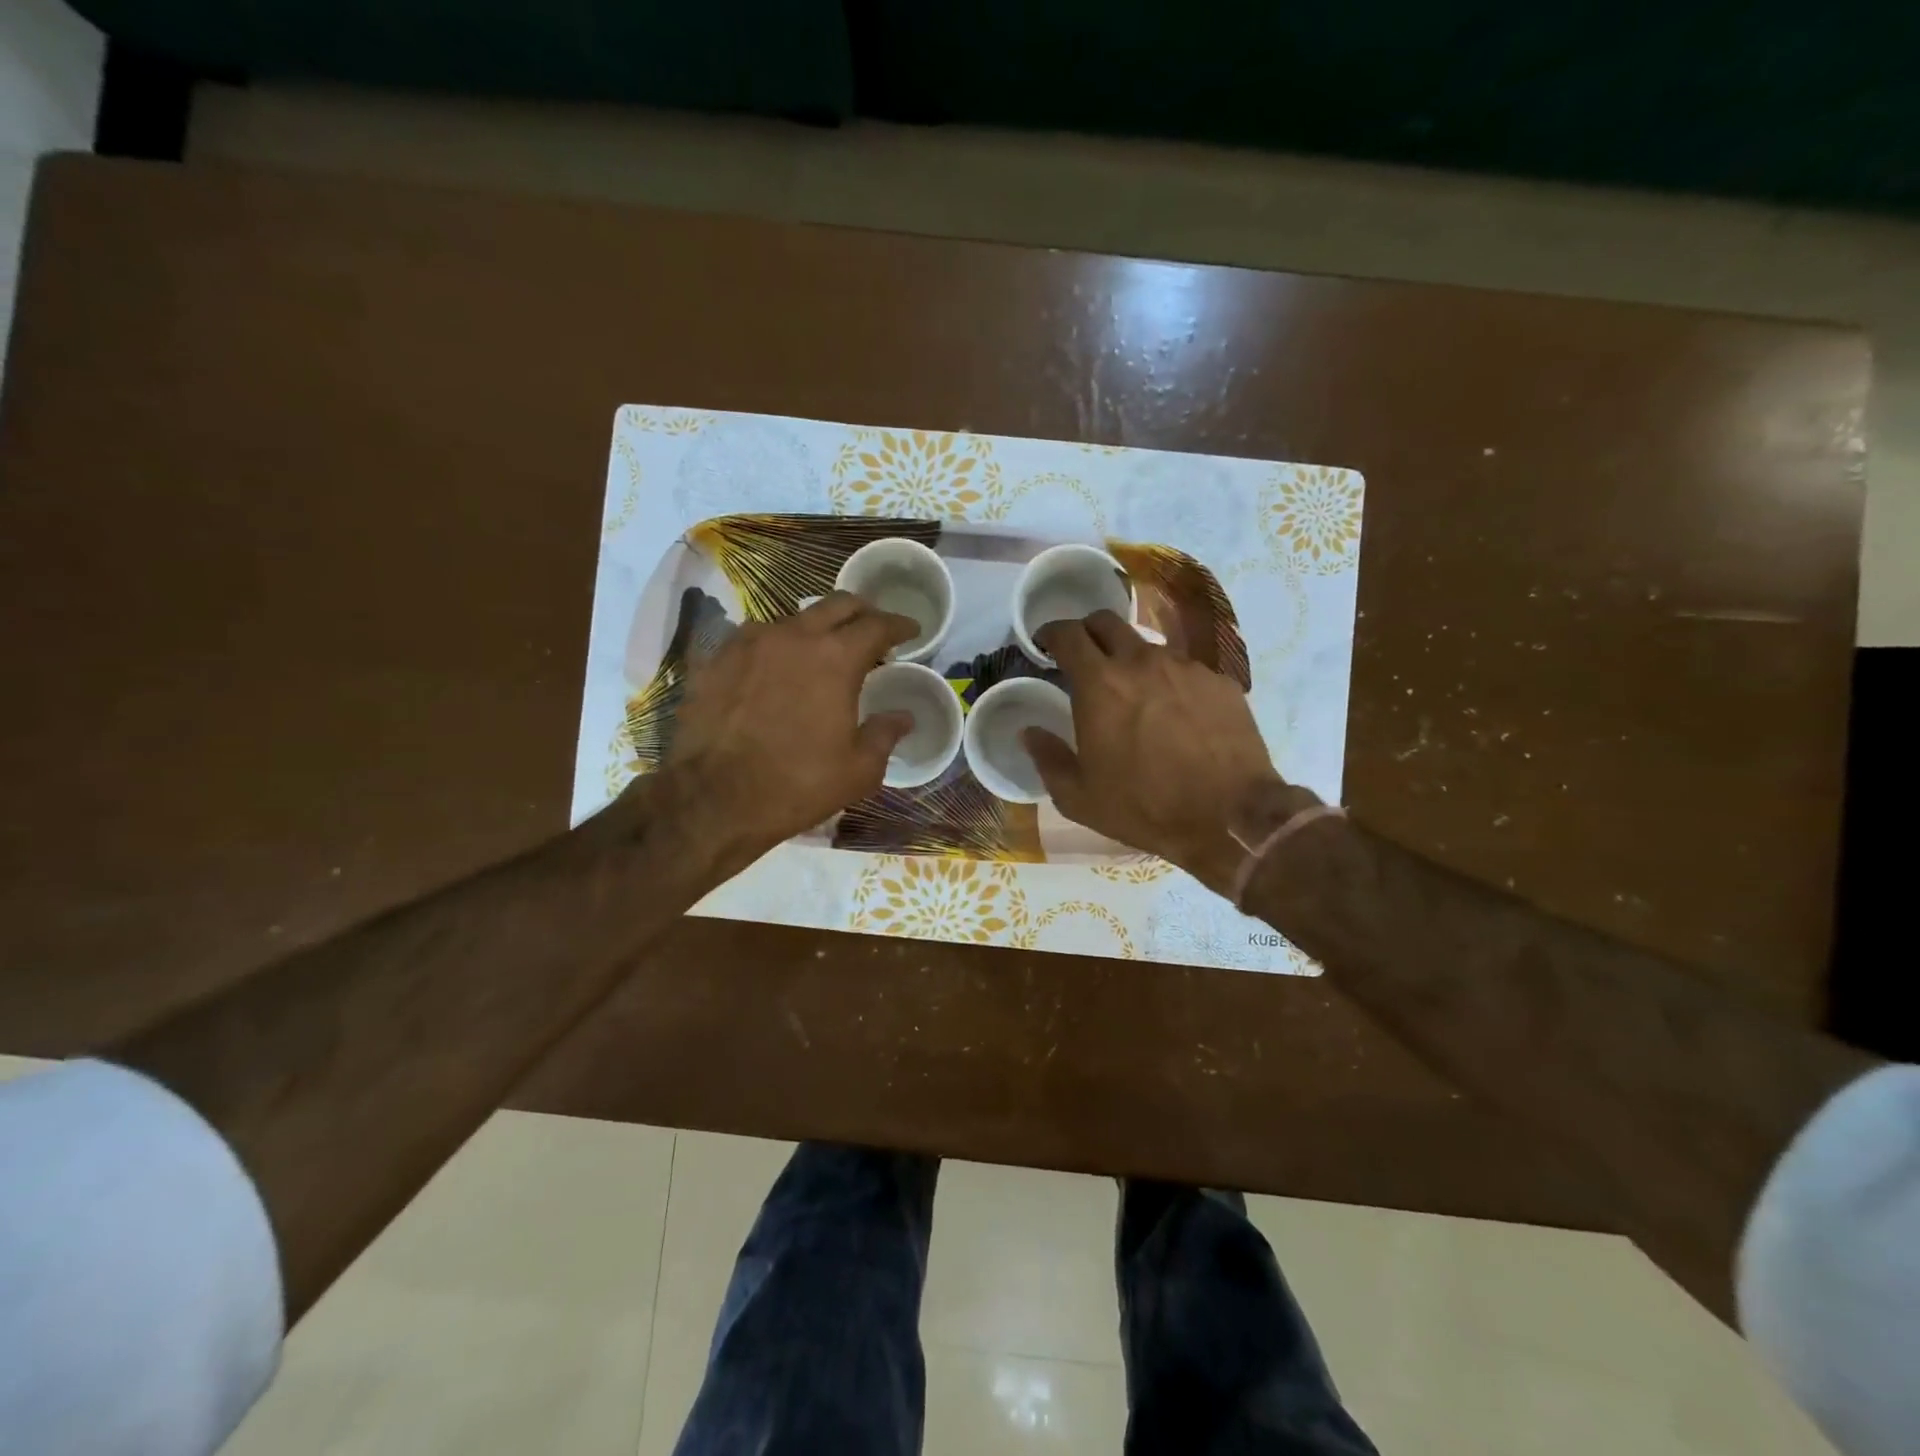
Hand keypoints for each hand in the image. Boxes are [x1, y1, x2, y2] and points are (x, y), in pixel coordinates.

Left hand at [657, 592, 917, 865]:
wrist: (713, 799)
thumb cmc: (797, 784)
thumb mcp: (858, 770)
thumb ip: (884, 734)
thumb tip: (902, 717)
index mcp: (835, 658)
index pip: (877, 625)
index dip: (899, 625)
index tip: (911, 630)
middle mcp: (793, 636)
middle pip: (836, 605)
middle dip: (862, 612)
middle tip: (873, 631)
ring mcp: (749, 642)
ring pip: (793, 618)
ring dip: (816, 629)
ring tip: (822, 653)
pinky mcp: (716, 659)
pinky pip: (756, 639)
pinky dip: (777, 646)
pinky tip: (776, 670)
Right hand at [1025, 611, 1310, 894]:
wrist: (1230, 817)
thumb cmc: (1145, 807)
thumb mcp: (1079, 797)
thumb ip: (1048, 758)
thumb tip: (1029, 732)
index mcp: (1100, 684)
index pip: (1068, 634)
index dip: (1051, 632)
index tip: (1045, 643)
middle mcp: (1142, 661)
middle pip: (1107, 622)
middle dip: (1088, 632)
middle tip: (1084, 657)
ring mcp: (1186, 667)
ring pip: (1149, 646)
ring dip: (1131, 659)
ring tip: (1135, 693)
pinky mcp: (1219, 682)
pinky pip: (1185, 670)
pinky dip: (1170, 682)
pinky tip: (1176, 715)